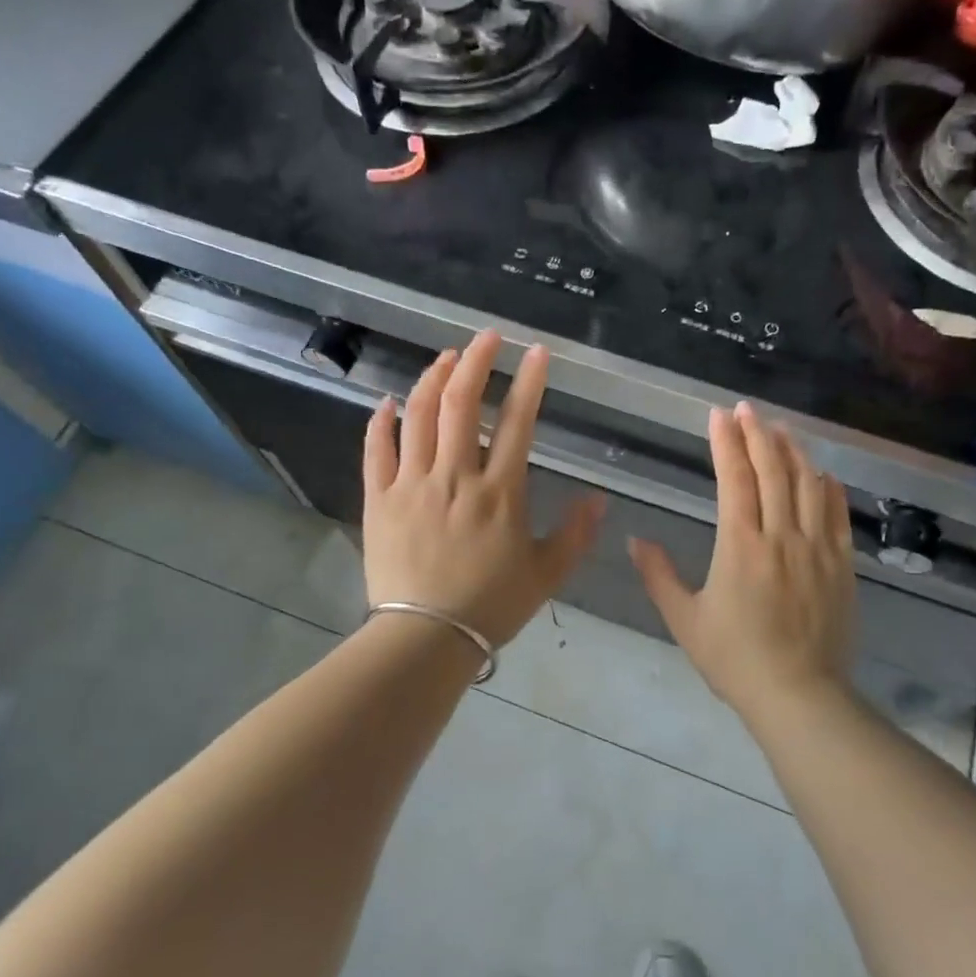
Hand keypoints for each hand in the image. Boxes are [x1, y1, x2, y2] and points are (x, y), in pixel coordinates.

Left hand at [363, 330, 604, 650]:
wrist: (425, 638)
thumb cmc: (490, 606)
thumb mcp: (546, 574)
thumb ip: (575, 533)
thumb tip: (599, 498)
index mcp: (499, 492)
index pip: (517, 422)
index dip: (529, 382)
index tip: (537, 352)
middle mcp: (455, 476)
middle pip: (461, 404)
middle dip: (476, 362)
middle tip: (487, 338)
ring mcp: (411, 484)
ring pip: (419, 416)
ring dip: (433, 379)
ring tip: (446, 357)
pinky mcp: (378, 499)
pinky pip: (376, 450)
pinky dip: (381, 421)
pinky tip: (388, 400)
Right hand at [628, 403, 856, 715]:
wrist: (798, 696)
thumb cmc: (735, 659)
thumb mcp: (684, 620)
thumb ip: (658, 575)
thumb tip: (634, 540)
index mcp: (740, 545)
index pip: (735, 479)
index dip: (726, 443)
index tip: (719, 415)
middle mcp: (781, 536)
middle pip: (773, 472)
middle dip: (758, 434)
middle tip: (747, 409)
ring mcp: (817, 549)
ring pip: (808, 486)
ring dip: (794, 452)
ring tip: (782, 429)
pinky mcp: (841, 566)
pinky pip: (838, 516)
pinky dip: (829, 489)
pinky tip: (823, 474)